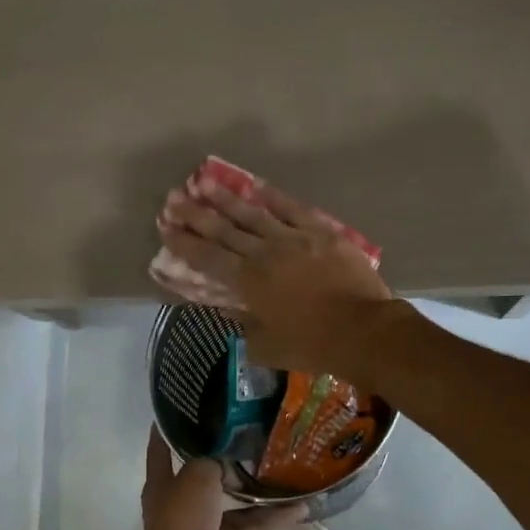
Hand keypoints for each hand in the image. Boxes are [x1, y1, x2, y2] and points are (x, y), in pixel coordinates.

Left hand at [135, 428, 300, 529]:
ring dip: (257, 489)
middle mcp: (181, 501)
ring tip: (285, 468)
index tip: (185, 407)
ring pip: (235, 501)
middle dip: (227, 458)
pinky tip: (301, 507)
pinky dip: (273, 518)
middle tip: (253, 435)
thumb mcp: (197, 474)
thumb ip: (216, 461)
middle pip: (206, 473)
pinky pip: (252, 525)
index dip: (170, 428)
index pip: (162, 447)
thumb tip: (235, 464)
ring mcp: (204, 525)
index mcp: (164, 481)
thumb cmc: (182, 517)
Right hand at [158, 181, 401, 375]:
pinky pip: (292, 208)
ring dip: (226, 198)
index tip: (165, 228)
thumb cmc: (314, 345)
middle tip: (173, 198)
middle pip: (224, 230)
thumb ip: (245, 328)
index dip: (184, 243)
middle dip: (196, 214)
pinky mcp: (320, 231)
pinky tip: (255, 185)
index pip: (207, 258)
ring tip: (204, 181)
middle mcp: (264, 254)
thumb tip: (230, 312)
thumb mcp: (269, 347)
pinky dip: (272, 196)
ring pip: (253, 213)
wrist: (364, 330)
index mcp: (249, 283)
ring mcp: (293, 238)